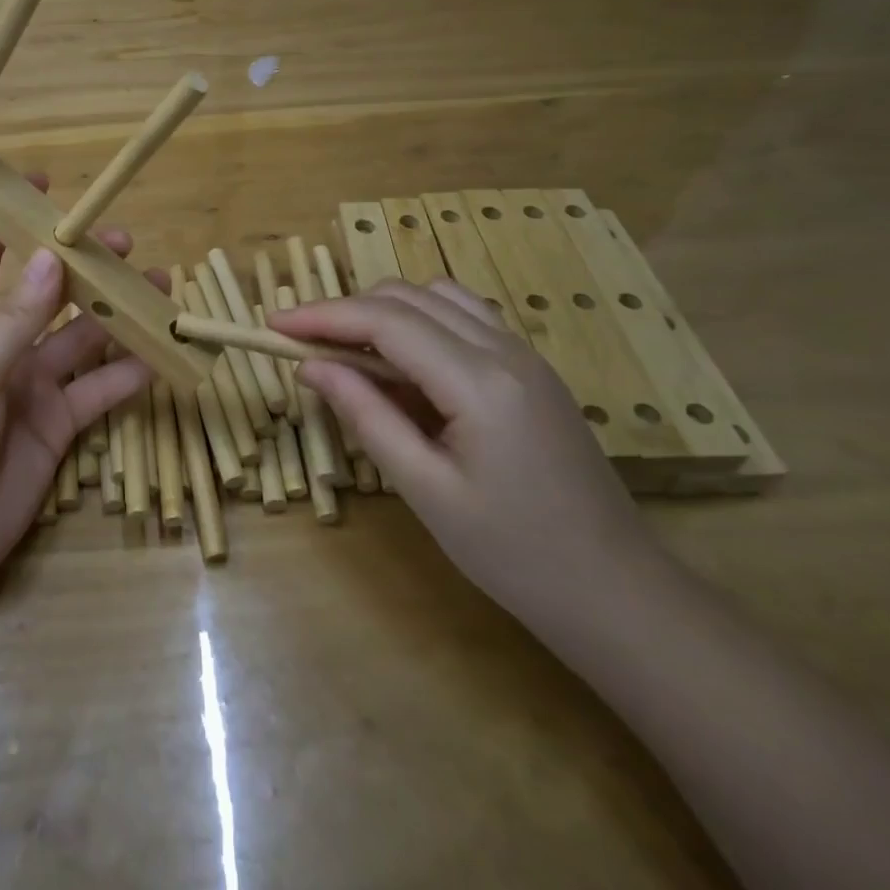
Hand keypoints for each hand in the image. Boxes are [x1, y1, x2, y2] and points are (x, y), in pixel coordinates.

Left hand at [0, 205, 152, 594]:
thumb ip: (14, 320)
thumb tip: (52, 258)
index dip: (9, 220)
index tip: (46, 188)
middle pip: (45, 293)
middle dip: (80, 266)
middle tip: (123, 242)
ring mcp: (30, 386)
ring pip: (80, 338)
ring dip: (115, 314)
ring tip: (156, 286)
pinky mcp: (58, 424)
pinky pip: (98, 390)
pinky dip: (127, 373)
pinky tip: (159, 353)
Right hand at [276, 280, 661, 633]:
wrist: (616, 592)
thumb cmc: (515, 554)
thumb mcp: (425, 490)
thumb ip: (366, 416)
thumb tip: (311, 366)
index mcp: (479, 382)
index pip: (384, 321)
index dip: (322, 315)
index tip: (273, 324)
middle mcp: (505, 350)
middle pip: (408, 297)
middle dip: (347, 311)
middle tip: (303, 345)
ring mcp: (525, 355)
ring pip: (437, 297)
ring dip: (383, 311)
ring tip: (348, 352)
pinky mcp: (531, 370)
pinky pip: (464, 319)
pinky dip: (419, 323)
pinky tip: (402, 364)